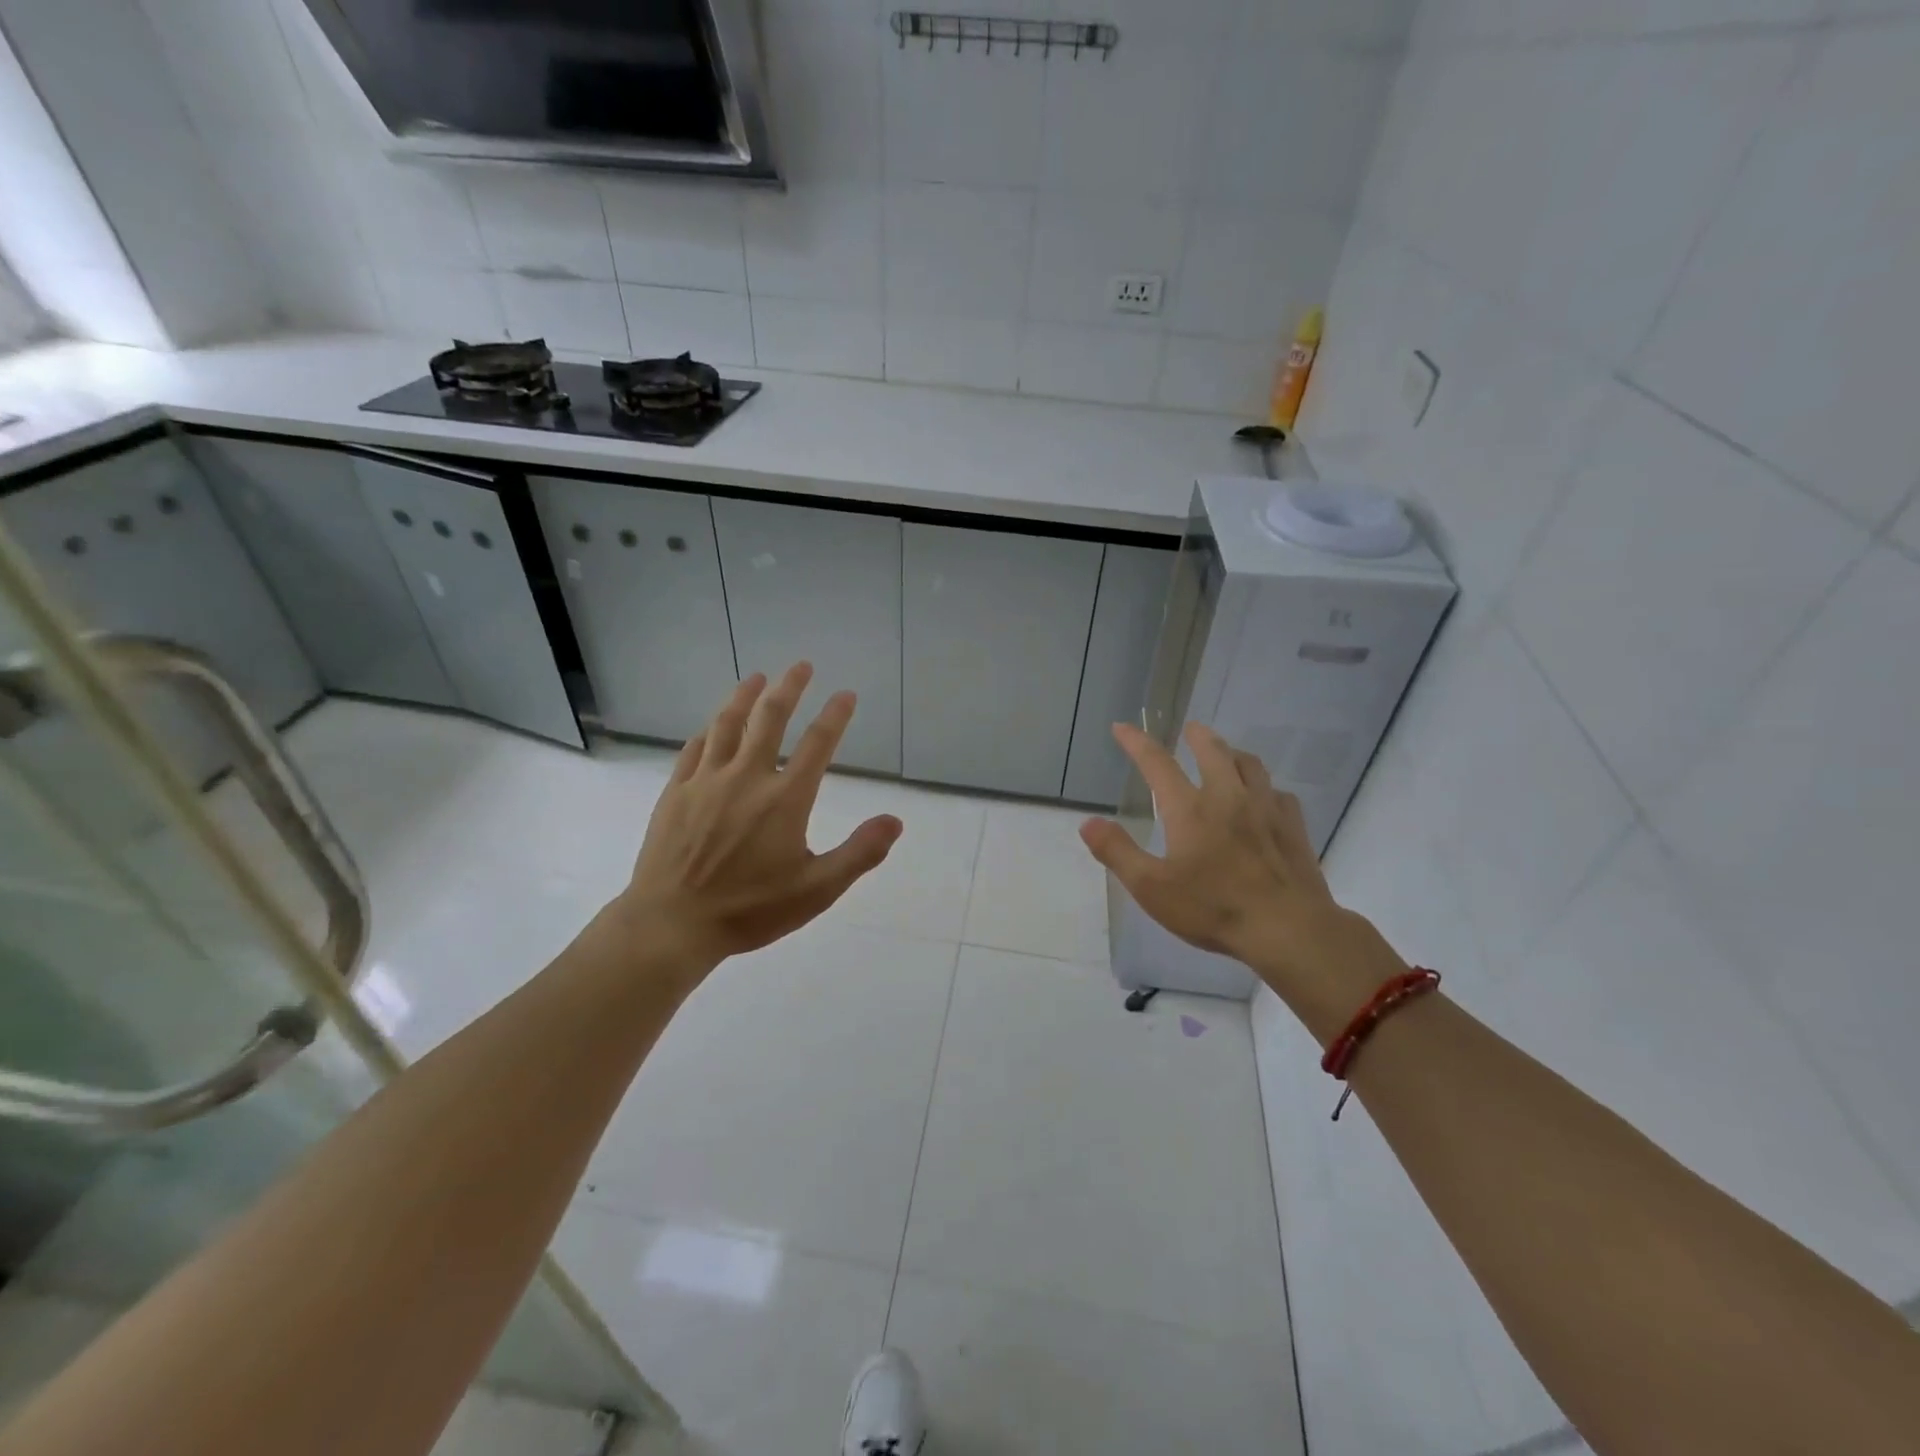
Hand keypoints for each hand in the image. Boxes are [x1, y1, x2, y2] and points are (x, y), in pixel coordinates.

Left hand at [617, 663, 902, 975]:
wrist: (672, 923)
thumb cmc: (750, 909)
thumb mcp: (817, 889)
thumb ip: (859, 853)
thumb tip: (895, 821)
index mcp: (785, 798)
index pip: (818, 744)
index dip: (835, 715)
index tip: (846, 694)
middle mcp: (747, 777)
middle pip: (770, 719)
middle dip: (789, 688)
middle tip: (801, 666)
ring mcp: (707, 781)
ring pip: (727, 724)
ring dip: (744, 697)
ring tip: (756, 677)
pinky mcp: (676, 792)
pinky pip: (694, 749)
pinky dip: (708, 731)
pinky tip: (712, 726)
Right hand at [1080, 721, 1401, 1029]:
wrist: (1288, 928)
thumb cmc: (1214, 908)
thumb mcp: (1152, 887)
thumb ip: (1117, 852)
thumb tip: (1088, 822)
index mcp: (1190, 809)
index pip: (1157, 763)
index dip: (1136, 742)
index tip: (1122, 727)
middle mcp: (1228, 797)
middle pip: (1213, 751)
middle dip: (1197, 736)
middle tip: (1189, 729)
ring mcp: (1266, 809)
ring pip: (1250, 765)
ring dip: (1233, 753)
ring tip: (1227, 754)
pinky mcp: (1294, 827)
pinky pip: (1279, 794)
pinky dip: (1265, 788)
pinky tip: (1266, 799)